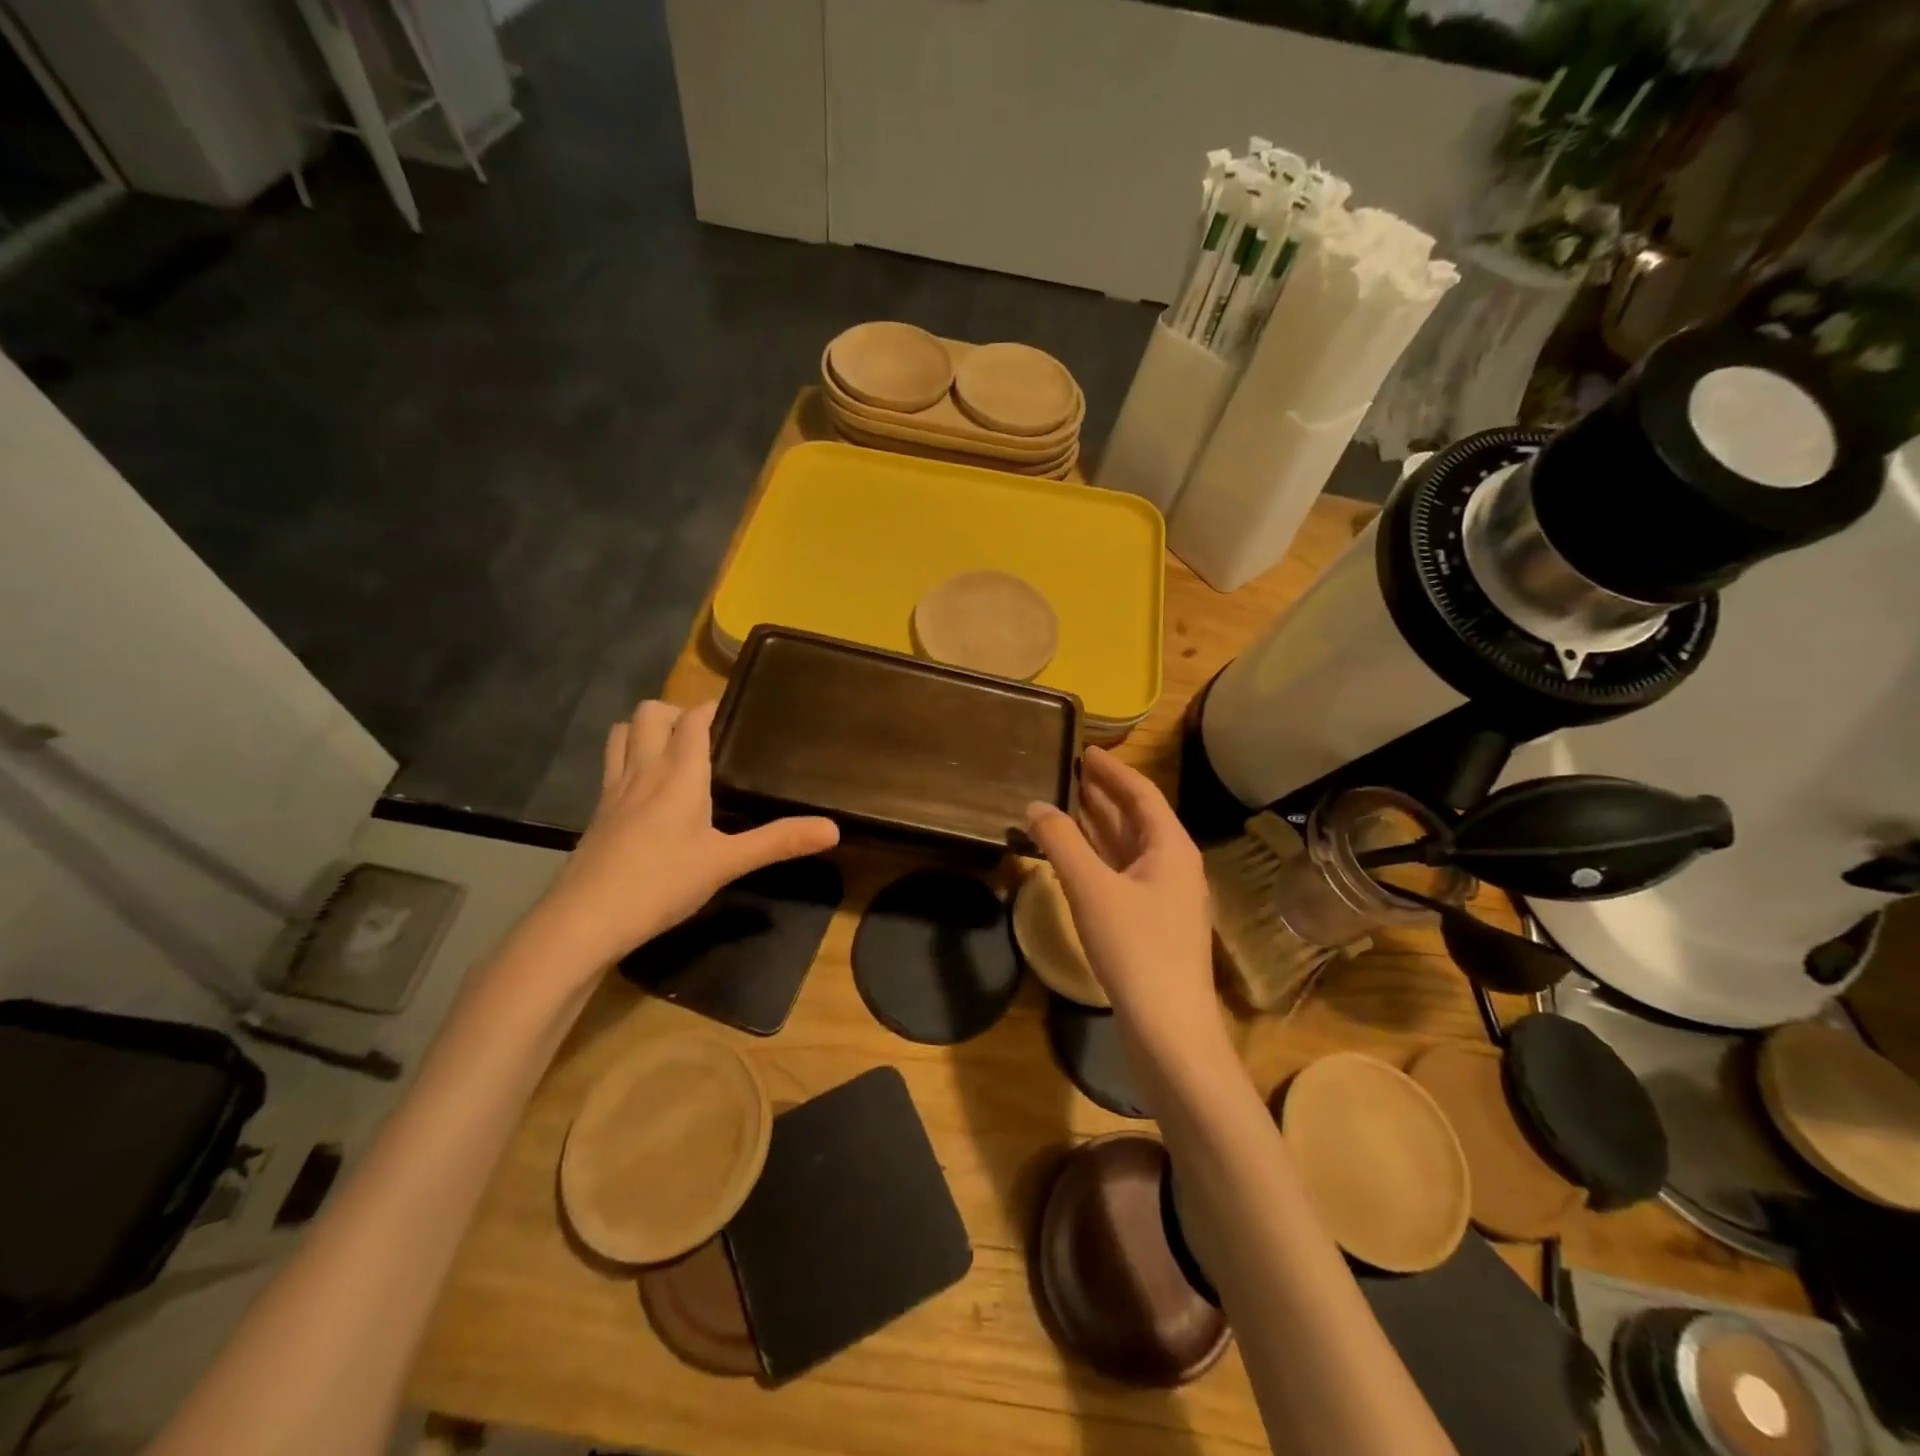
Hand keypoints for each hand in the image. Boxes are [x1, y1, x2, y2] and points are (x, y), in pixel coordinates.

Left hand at [537, 699, 838, 970]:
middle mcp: (643, 769)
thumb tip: (833, 829)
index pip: (693, 718)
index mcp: (679, 773)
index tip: (738, 710)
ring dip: (646, 729)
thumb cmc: (661, 883)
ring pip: (623, 733)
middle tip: (707, 736)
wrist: (585, 920)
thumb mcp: (727, 863)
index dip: (713, 707)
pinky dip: (629, 757)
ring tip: (674, 751)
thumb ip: (778, 841)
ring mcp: (614, 789)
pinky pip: (611, 764)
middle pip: (651, 713)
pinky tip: (646, 790)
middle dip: (677, 712)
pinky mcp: (598, 812)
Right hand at [1025, 746, 1219, 1056]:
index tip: (1086, 750)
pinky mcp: (1152, 923)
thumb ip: (1062, 843)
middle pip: (1137, 817)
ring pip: (1129, 847)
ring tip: (1068, 802)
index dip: (1113, 770)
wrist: (1169, 1029)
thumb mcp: (1092, 889)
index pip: (1142, 793)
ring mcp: (1164, 896)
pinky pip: (1123, 873)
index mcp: (1171, 847)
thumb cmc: (1136, 949)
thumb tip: (1035, 805)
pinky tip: (1075, 857)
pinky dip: (1099, 857)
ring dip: (1100, 824)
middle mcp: (1173, 865)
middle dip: (1105, 794)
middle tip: (1071, 771)